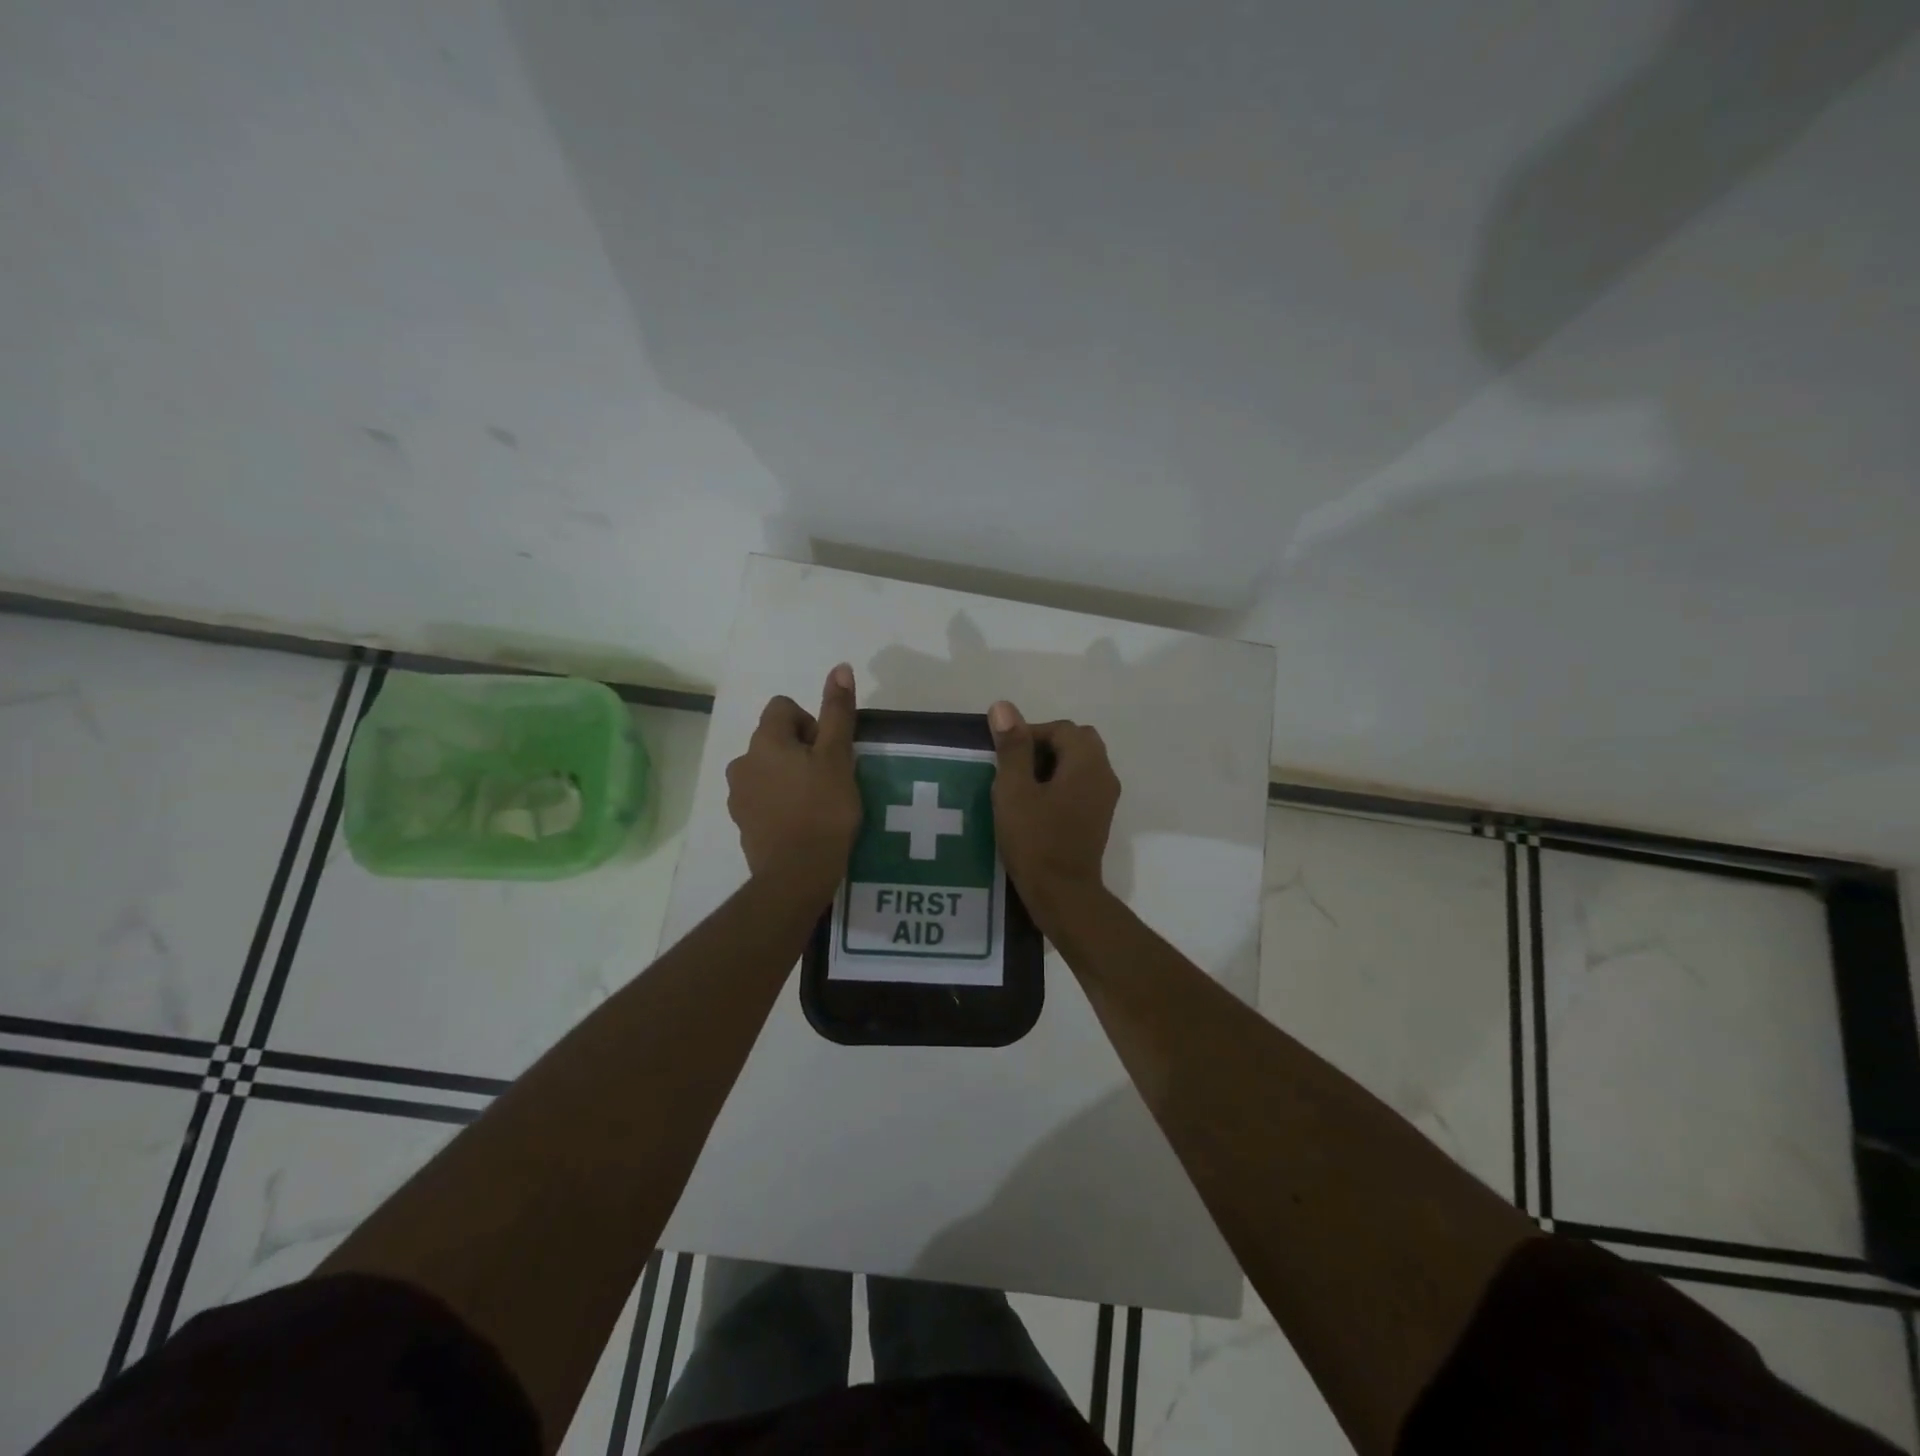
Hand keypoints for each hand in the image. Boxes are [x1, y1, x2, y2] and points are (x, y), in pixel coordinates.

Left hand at [727, 665, 861, 906]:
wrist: (796, 874)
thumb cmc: (823, 809)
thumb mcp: (838, 757)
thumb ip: (837, 712)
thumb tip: (839, 667)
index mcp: (765, 741)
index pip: (784, 707)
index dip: (811, 723)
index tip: (829, 752)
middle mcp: (742, 761)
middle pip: (775, 738)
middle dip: (801, 751)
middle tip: (829, 778)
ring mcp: (737, 794)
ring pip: (767, 769)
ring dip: (789, 776)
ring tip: (816, 802)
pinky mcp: (742, 822)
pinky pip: (762, 797)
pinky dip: (780, 802)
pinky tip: (801, 822)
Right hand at [988, 699, 1119, 933]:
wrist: (1063, 894)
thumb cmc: (1035, 840)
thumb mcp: (1014, 791)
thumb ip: (1012, 747)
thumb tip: (1004, 707)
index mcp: (1087, 762)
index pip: (1061, 729)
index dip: (1029, 734)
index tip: (1003, 756)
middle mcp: (1104, 774)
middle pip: (1076, 742)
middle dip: (1043, 746)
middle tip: (1013, 768)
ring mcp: (1105, 798)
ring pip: (1079, 764)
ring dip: (1051, 766)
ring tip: (1020, 787)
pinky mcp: (1099, 818)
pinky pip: (1081, 785)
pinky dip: (1060, 784)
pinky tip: (1036, 806)